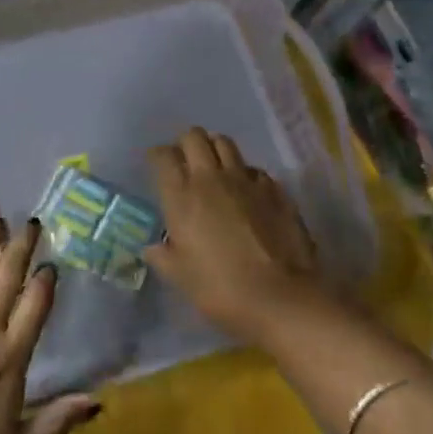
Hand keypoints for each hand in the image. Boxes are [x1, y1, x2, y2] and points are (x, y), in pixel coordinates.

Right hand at [146, 127, 330, 346]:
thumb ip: (163, 257)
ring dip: (215, 148)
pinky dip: (245, 173)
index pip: (163, 156)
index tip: (157, 165)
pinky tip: (246, 191)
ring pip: (225, 143)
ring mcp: (245, 180)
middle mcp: (211, 178)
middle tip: (185, 161)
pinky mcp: (274, 188)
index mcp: (182, 196)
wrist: (279, 296)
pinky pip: (253, 169)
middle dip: (186, 143)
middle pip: (194, 137)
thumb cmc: (220, 288)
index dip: (157, 156)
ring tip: (214, 166)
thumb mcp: (180, 277)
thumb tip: (153, 247)